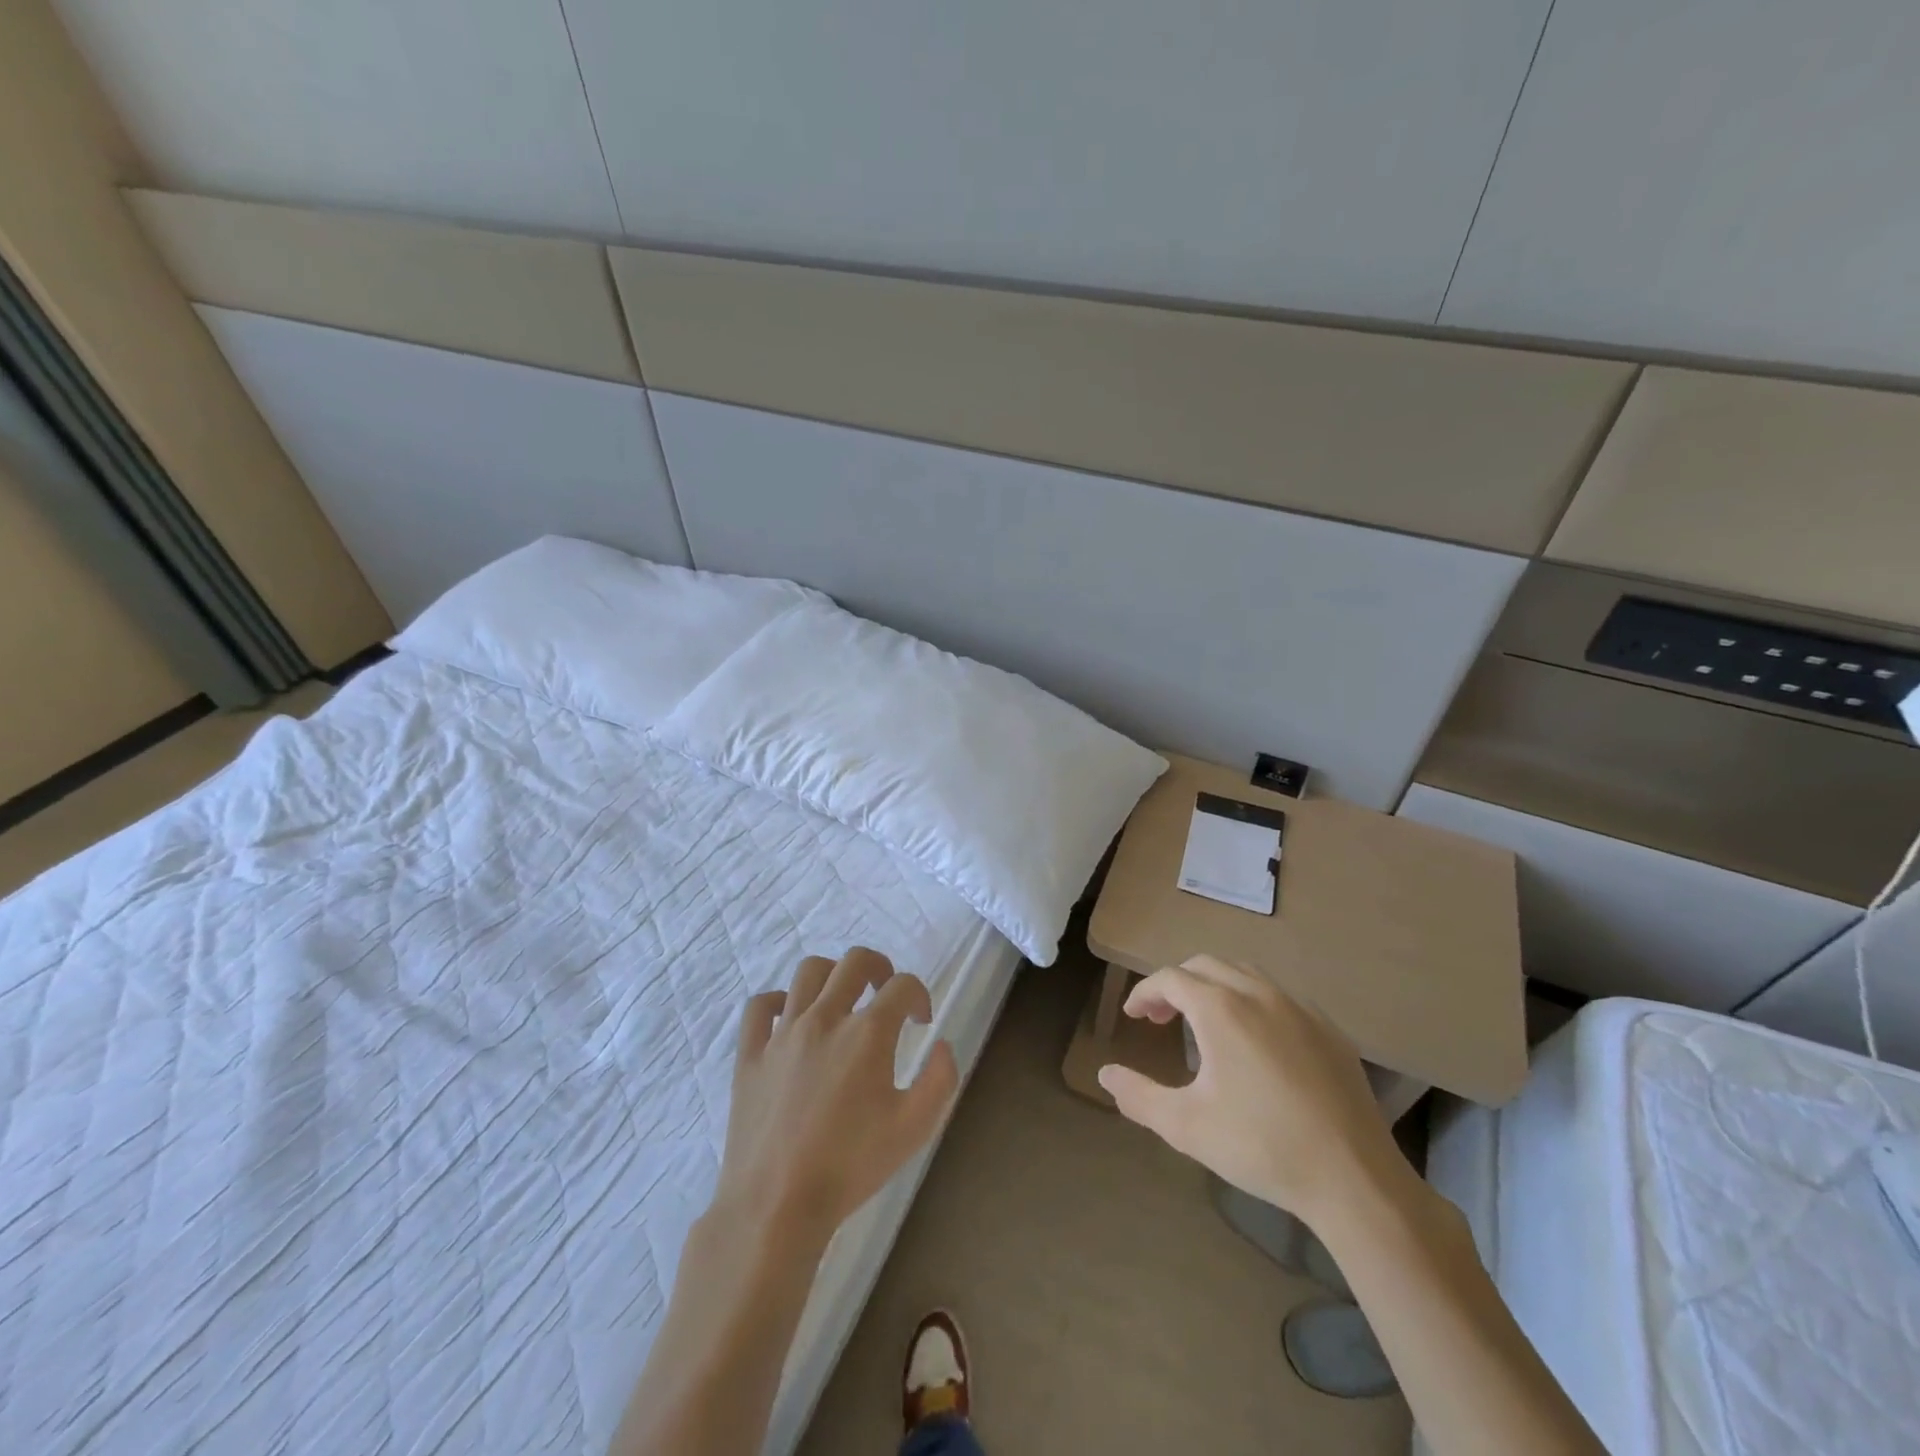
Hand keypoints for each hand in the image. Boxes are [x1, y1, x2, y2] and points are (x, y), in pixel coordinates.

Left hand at [714, 947, 958, 1240]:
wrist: (777, 1206)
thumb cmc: (851, 1167)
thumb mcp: (915, 1128)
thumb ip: (940, 1079)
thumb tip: (942, 1045)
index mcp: (868, 1033)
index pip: (902, 986)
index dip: (918, 995)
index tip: (920, 1020)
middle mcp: (825, 1018)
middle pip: (855, 961)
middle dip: (879, 968)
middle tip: (885, 993)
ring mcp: (783, 1033)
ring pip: (808, 971)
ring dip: (833, 975)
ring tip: (841, 1000)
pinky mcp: (751, 1053)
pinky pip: (760, 1006)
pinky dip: (779, 1002)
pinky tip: (791, 1019)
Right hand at [1097, 954, 1408, 1226]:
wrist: (1353, 1178)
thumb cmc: (1260, 1146)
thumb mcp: (1186, 1125)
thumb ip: (1138, 1095)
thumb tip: (1105, 1074)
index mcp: (1220, 1009)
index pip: (1170, 979)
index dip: (1145, 992)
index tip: (1133, 1016)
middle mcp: (1258, 994)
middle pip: (1206, 965)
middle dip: (1177, 984)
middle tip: (1162, 1018)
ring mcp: (1299, 1008)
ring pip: (1245, 974)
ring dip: (1215, 986)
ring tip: (1205, 1022)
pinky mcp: (1329, 1030)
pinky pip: (1280, 996)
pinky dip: (1253, 1002)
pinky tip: (1256, 1042)